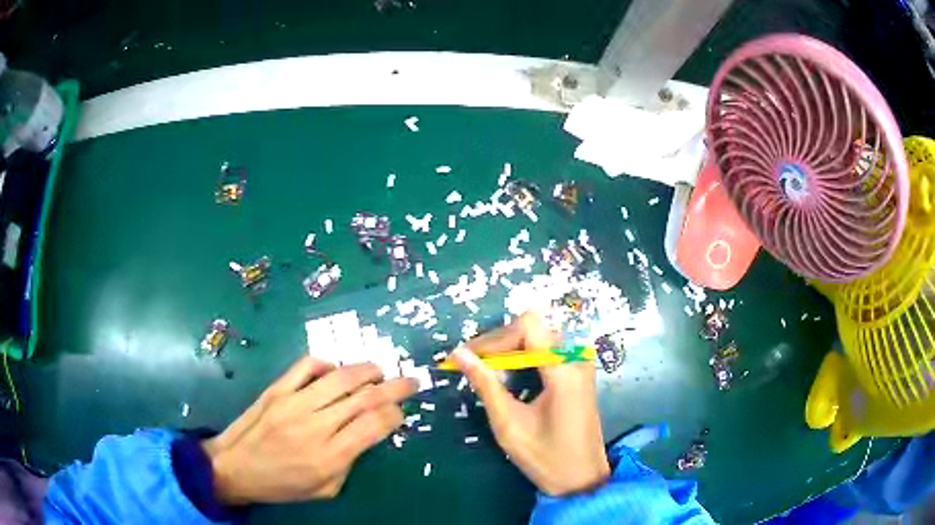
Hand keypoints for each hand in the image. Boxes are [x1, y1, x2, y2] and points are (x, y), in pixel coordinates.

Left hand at [202, 357, 416, 503]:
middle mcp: (315, 426)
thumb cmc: (281, 485)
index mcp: (329, 457)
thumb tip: (366, 432)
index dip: (394, 414)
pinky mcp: (277, 389)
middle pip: (364, 398)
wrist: (234, 468)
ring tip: (380, 370)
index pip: (374, 425)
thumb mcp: (325, 489)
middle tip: (410, 381)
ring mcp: (294, 403)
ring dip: (366, 370)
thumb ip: (349, 462)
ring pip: (340, 378)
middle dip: (394, 387)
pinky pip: (307, 366)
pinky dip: (326, 363)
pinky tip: (335, 369)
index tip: (400, 412)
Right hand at [452, 312, 609, 495]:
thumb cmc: (546, 458)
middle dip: (499, 344)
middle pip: (532, 329)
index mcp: (563, 370)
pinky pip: (548, 352)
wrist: (582, 479)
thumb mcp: (509, 424)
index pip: (527, 326)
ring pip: (539, 338)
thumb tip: (458, 354)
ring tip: (484, 371)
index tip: (469, 358)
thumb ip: (485, 385)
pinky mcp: (578, 375)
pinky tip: (506, 377)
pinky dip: (523, 359)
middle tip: (471, 366)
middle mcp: (576, 359)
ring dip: (510, 351)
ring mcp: (580, 366)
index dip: (494, 338)